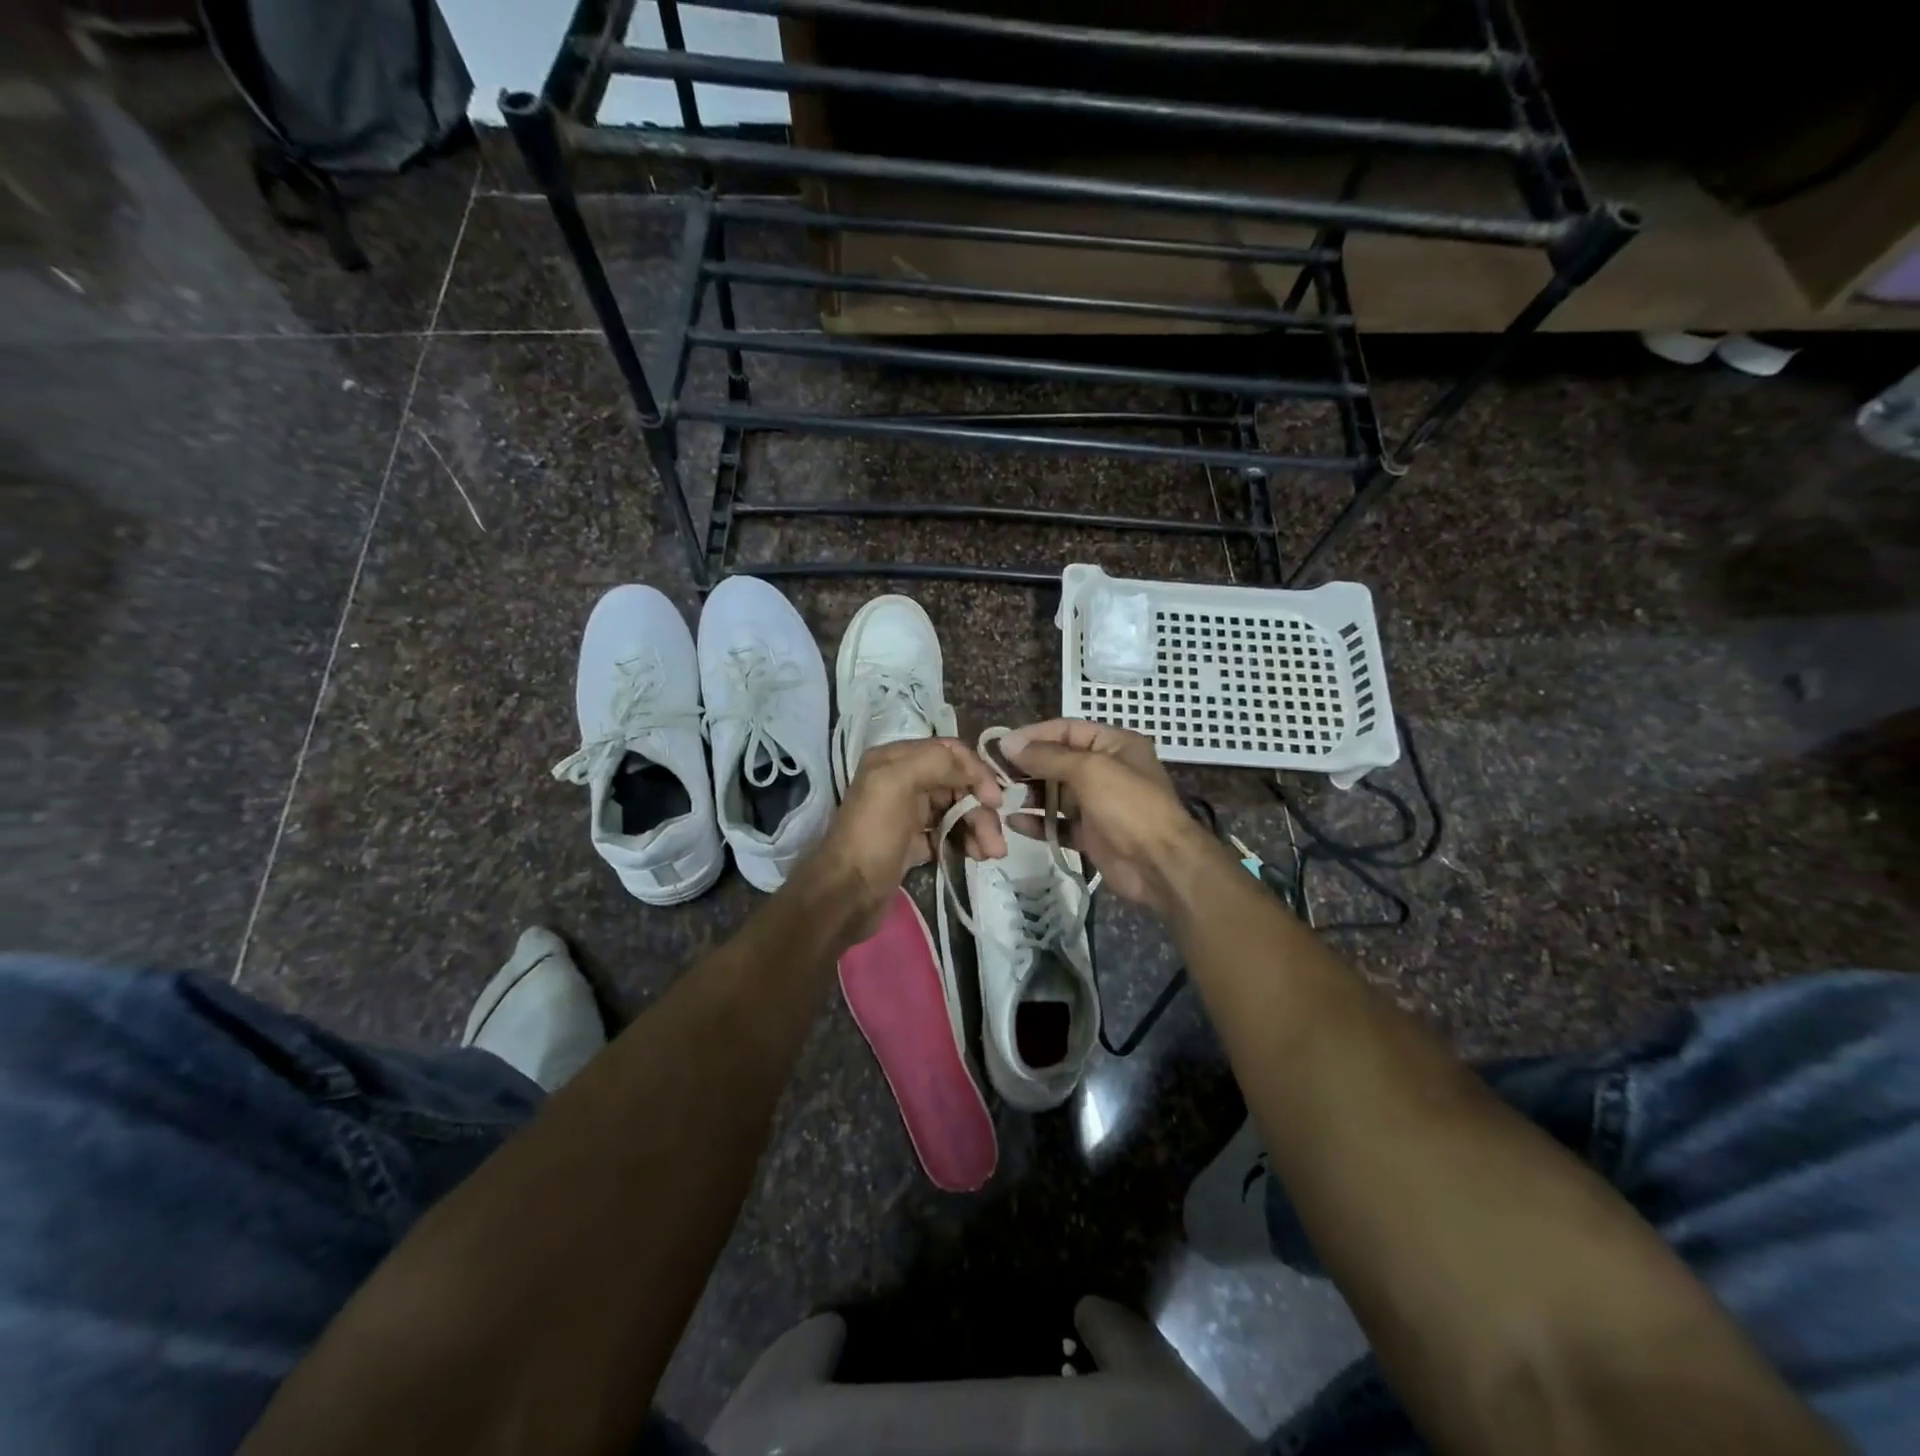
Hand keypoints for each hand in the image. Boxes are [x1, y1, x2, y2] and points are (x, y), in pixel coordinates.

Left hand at [809, 738, 1006, 939]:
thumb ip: (935, 762)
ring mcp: (907, 813)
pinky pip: (948, 834)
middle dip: (980, 809)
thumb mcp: (896, 783)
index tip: (994, 800)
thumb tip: (971, 769)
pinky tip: (975, 856)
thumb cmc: (872, 835)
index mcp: (895, 759)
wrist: (845, 894)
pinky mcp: (912, 842)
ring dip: (978, 828)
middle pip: (957, 784)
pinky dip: (965, 842)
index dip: (976, 772)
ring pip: (955, 810)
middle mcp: (901, 781)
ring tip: (990, 854)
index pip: (949, 752)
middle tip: (996, 842)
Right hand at [1000, 719, 1222, 915]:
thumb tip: (1009, 745)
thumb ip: (1048, 756)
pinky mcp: (1090, 834)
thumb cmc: (1129, 806)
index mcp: (1114, 744)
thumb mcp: (1090, 770)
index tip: (1001, 746)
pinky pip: (1057, 823)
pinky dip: (1037, 822)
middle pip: (1057, 760)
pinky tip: (1014, 822)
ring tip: (998, 797)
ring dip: (1028, 794)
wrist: (1160, 865)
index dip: (1033, 736)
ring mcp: (1097, 803)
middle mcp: (1106, 769)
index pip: (1066, 730)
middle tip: (993, 774)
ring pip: (1054, 793)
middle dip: (1026, 766)